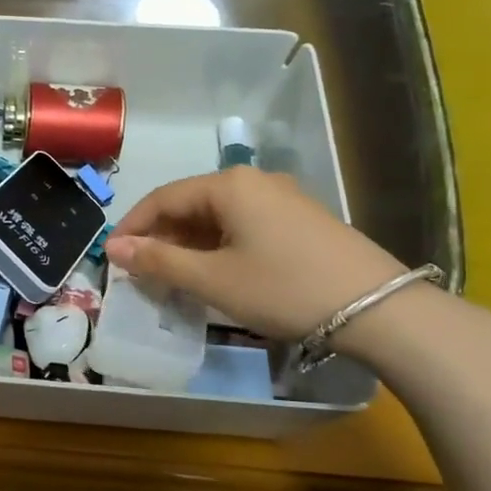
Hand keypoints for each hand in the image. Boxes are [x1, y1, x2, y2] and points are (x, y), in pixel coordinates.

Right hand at [103, 168, 407, 339]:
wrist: (380, 309)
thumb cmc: (284, 289)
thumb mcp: (213, 279)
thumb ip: (158, 261)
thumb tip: (113, 248)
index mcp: (228, 185)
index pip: (162, 198)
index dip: (132, 227)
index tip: (110, 257)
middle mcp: (253, 180)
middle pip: (189, 204)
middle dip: (160, 236)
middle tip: (140, 272)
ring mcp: (282, 198)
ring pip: (216, 216)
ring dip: (188, 243)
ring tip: (173, 276)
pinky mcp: (300, 219)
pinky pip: (242, 224)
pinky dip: (217, 245)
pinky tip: (215, 272)